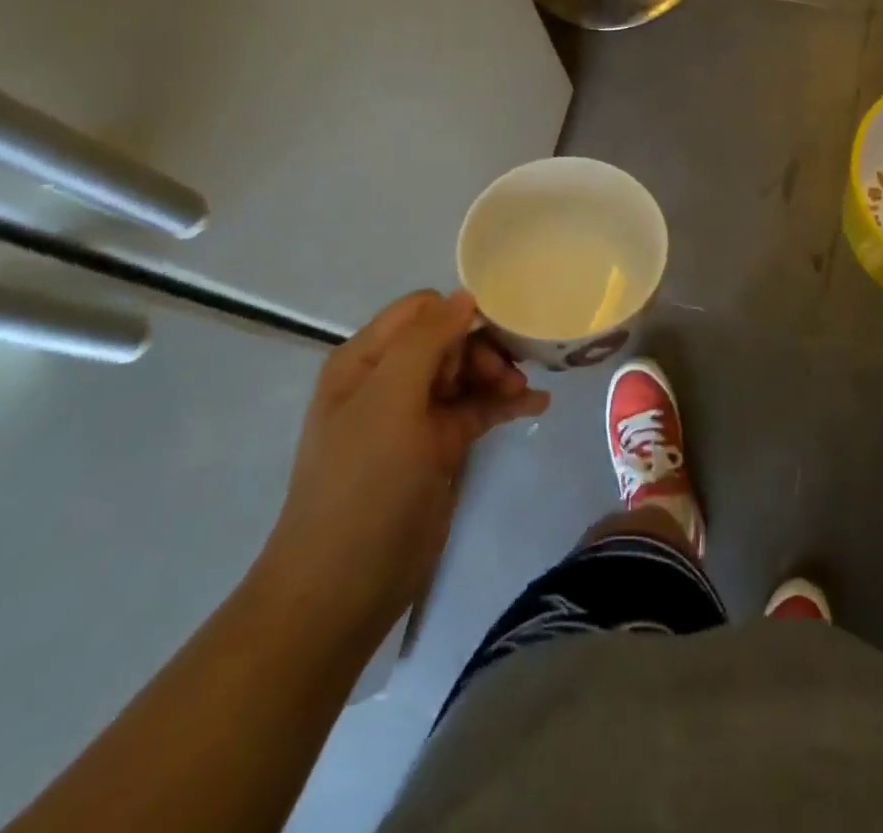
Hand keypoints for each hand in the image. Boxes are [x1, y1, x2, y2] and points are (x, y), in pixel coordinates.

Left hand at [254, 289, 548, 649]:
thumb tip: (465, 295)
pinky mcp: (439, 446)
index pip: (422, 310)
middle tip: (510, 374)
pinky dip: (504, 403)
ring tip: (526, 393)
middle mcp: (390, 379)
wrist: (345, 586)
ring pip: (467, 372)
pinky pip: (477, 409)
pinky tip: (537, 405)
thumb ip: (427, 341)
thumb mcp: (390, 401)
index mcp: (366, 360)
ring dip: (499, 375)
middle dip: (484, 348)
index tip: (491, 337)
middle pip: (450, 339)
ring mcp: (415, 415)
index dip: (459, 315)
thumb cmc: (364, 483)